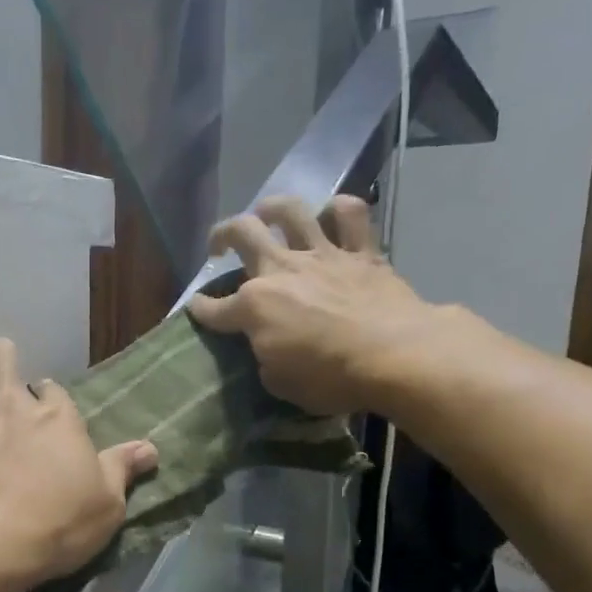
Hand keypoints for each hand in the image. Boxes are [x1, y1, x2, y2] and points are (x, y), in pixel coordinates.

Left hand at [0, 339, 158, 585]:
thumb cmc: (56, 524)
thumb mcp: (106, 504)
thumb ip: (122, 469)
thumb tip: (149, 448)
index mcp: (56, 416)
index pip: (53, 388)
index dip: (50, 399)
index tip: (49, 415)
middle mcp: (10, 404)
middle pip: (1, 356)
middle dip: (2, 360)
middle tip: (3, 381)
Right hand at [188, 195, 437, 415]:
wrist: (395, 355)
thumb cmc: (331, 378)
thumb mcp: (280, 384)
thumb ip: (266, 359)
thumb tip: (269, 347)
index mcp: (254, 307)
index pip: (215, 307)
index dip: (201, 309)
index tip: (196, 309)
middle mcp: (281, 270)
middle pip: (242, 234)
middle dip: (222, 235)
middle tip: (219, 246)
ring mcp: (322, 255)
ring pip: (290, 212)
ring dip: (272, 207)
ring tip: (265, 213)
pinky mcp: (361, 252)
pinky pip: (350, 215)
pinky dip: (339, 210)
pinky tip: (332, 214)